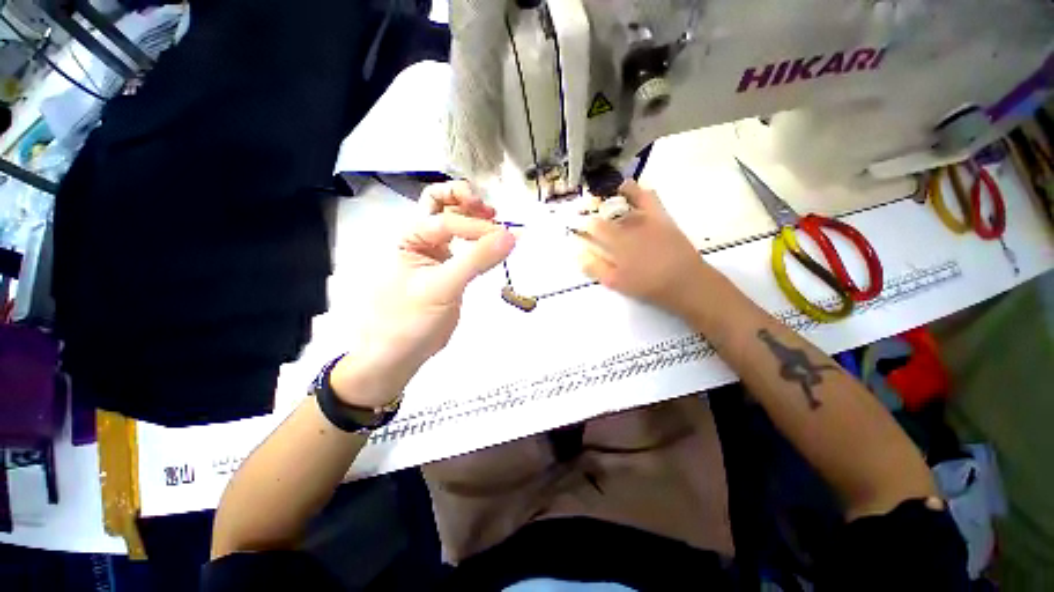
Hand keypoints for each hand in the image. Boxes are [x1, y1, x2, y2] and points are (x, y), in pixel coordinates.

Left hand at [331, 181, 514, 406]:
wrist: (398, 354)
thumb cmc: (409, 320)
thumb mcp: (443, 288)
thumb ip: (476, 260)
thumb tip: (510, 236)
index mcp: (409, 237)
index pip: (447, 221)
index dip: (475, 228)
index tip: (501, 240)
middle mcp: (420, 239)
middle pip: (439, 202)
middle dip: (464, 200)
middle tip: (489, 211)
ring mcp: (433, 253)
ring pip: (451, 221)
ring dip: (471, 215)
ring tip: (494, 220)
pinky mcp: (447, 267)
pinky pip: (463, 244)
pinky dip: (477, 237)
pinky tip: (491, 243)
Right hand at [576, 180, 710, 315]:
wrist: (685, 282)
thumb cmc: (648, 285)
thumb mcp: (616, 282)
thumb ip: (595, 267)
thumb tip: (578, 255)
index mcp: (618, 241)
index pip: (594, 226)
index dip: (583, 225)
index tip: (577, 228)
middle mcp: (631, 224)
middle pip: (607, 209)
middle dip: (593, 208)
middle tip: (586, 211)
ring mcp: (647, 218)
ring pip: (626, 197)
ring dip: (611, 196)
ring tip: (603, 198)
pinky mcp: (662, 217)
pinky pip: (648, 197)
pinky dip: (636, 191)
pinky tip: (627, 190)